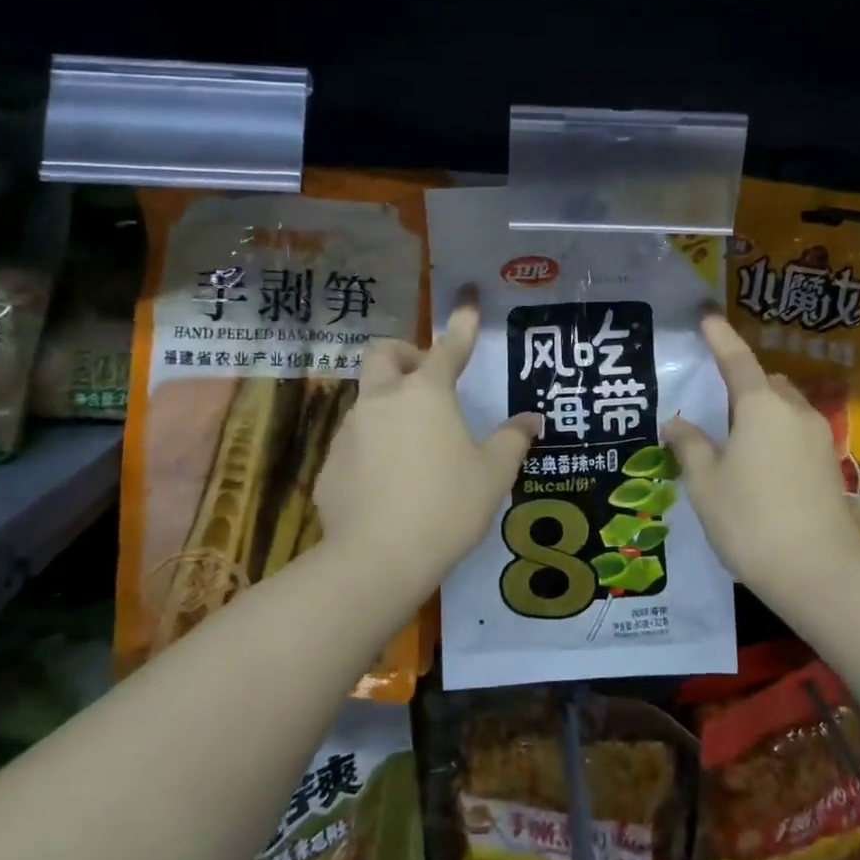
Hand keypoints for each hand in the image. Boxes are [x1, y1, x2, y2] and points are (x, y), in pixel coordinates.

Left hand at [314, 295, 538, 573]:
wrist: (378, 559)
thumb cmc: (447, 507)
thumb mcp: (493, 475)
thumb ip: (512, 440)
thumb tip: (530, 420)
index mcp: (426, 394)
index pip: (449, 347)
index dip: (461, 324)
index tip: (467, 300)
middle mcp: (383, 401)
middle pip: (383, 354)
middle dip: (403, 355)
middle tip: (424, 378)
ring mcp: (350, 431)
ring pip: (366, 399)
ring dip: (388, 405)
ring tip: (413, 445)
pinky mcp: (329, 465)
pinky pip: (354, 443)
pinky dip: (372, 448)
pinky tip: (388, 483)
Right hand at [666, 313, 858, 583]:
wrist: (818, 572)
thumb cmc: (750, 520)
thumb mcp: (705, 482)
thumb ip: (689, 445)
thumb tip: (675, 422)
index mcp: (761, 406)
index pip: (736, 360)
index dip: (720, 337)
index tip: (707, 316)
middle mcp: (794, 411)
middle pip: (766, 382)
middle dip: (743, 383)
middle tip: (715, 406)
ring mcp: (818, 437)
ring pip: (785, 408)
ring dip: (761, 411)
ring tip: (735, 440)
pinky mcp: (829, 464)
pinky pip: (796, 432)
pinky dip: (776, 434)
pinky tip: (760, 465)